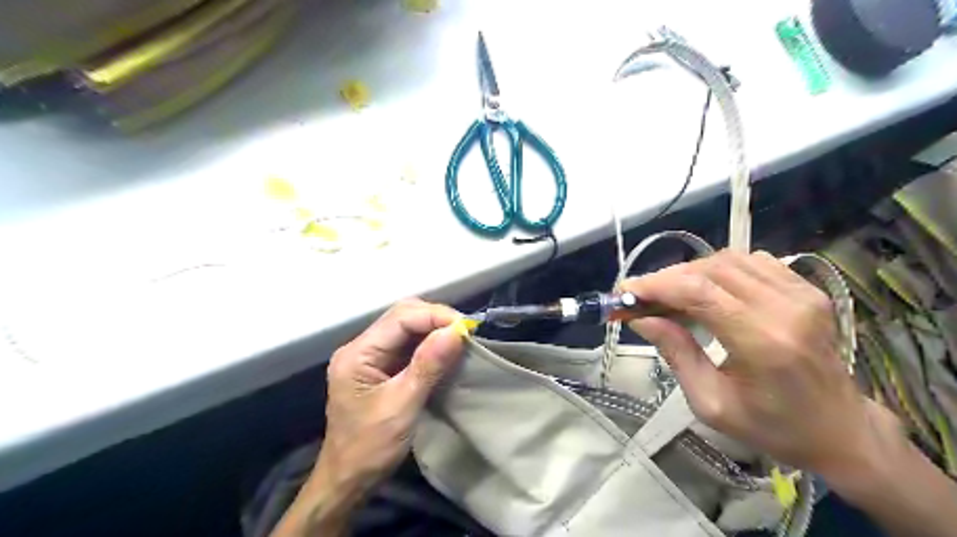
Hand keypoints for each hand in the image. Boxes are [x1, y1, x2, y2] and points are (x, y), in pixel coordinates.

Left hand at [272, 300, 465, 534]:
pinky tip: (446, 350)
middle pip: (402, 316)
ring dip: (434, 329)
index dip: (434, 316)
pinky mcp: (380, 367)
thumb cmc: (370, 447)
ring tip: (461, 338)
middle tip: (465, 331)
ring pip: (406, 328)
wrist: (348, 481)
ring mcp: (370, 357)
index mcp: (358, 353)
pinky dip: (429, 344)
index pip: (400, 318)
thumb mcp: (402, 406)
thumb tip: (456, 331)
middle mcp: (361, 347)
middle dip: (435, 318)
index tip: (466, 327)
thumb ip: (428, 365)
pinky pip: (408, 345)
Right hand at [622, 249, 897, 475]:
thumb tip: (640, 318)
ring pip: (728, 259)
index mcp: (763, 342)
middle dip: (666, 278)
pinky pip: (751, 261)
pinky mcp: (807, 288)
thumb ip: (675, 353)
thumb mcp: (710, 403)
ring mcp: (802, 293)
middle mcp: (786, 307)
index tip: (624, 290)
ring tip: (669, 294)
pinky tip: (706, 290)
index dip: (655, 285)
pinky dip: (718, 269)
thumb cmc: (772, 427)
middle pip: (709, 269)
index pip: (698, 292)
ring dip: (690, 272)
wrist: (841, 430)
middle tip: (640, 295)